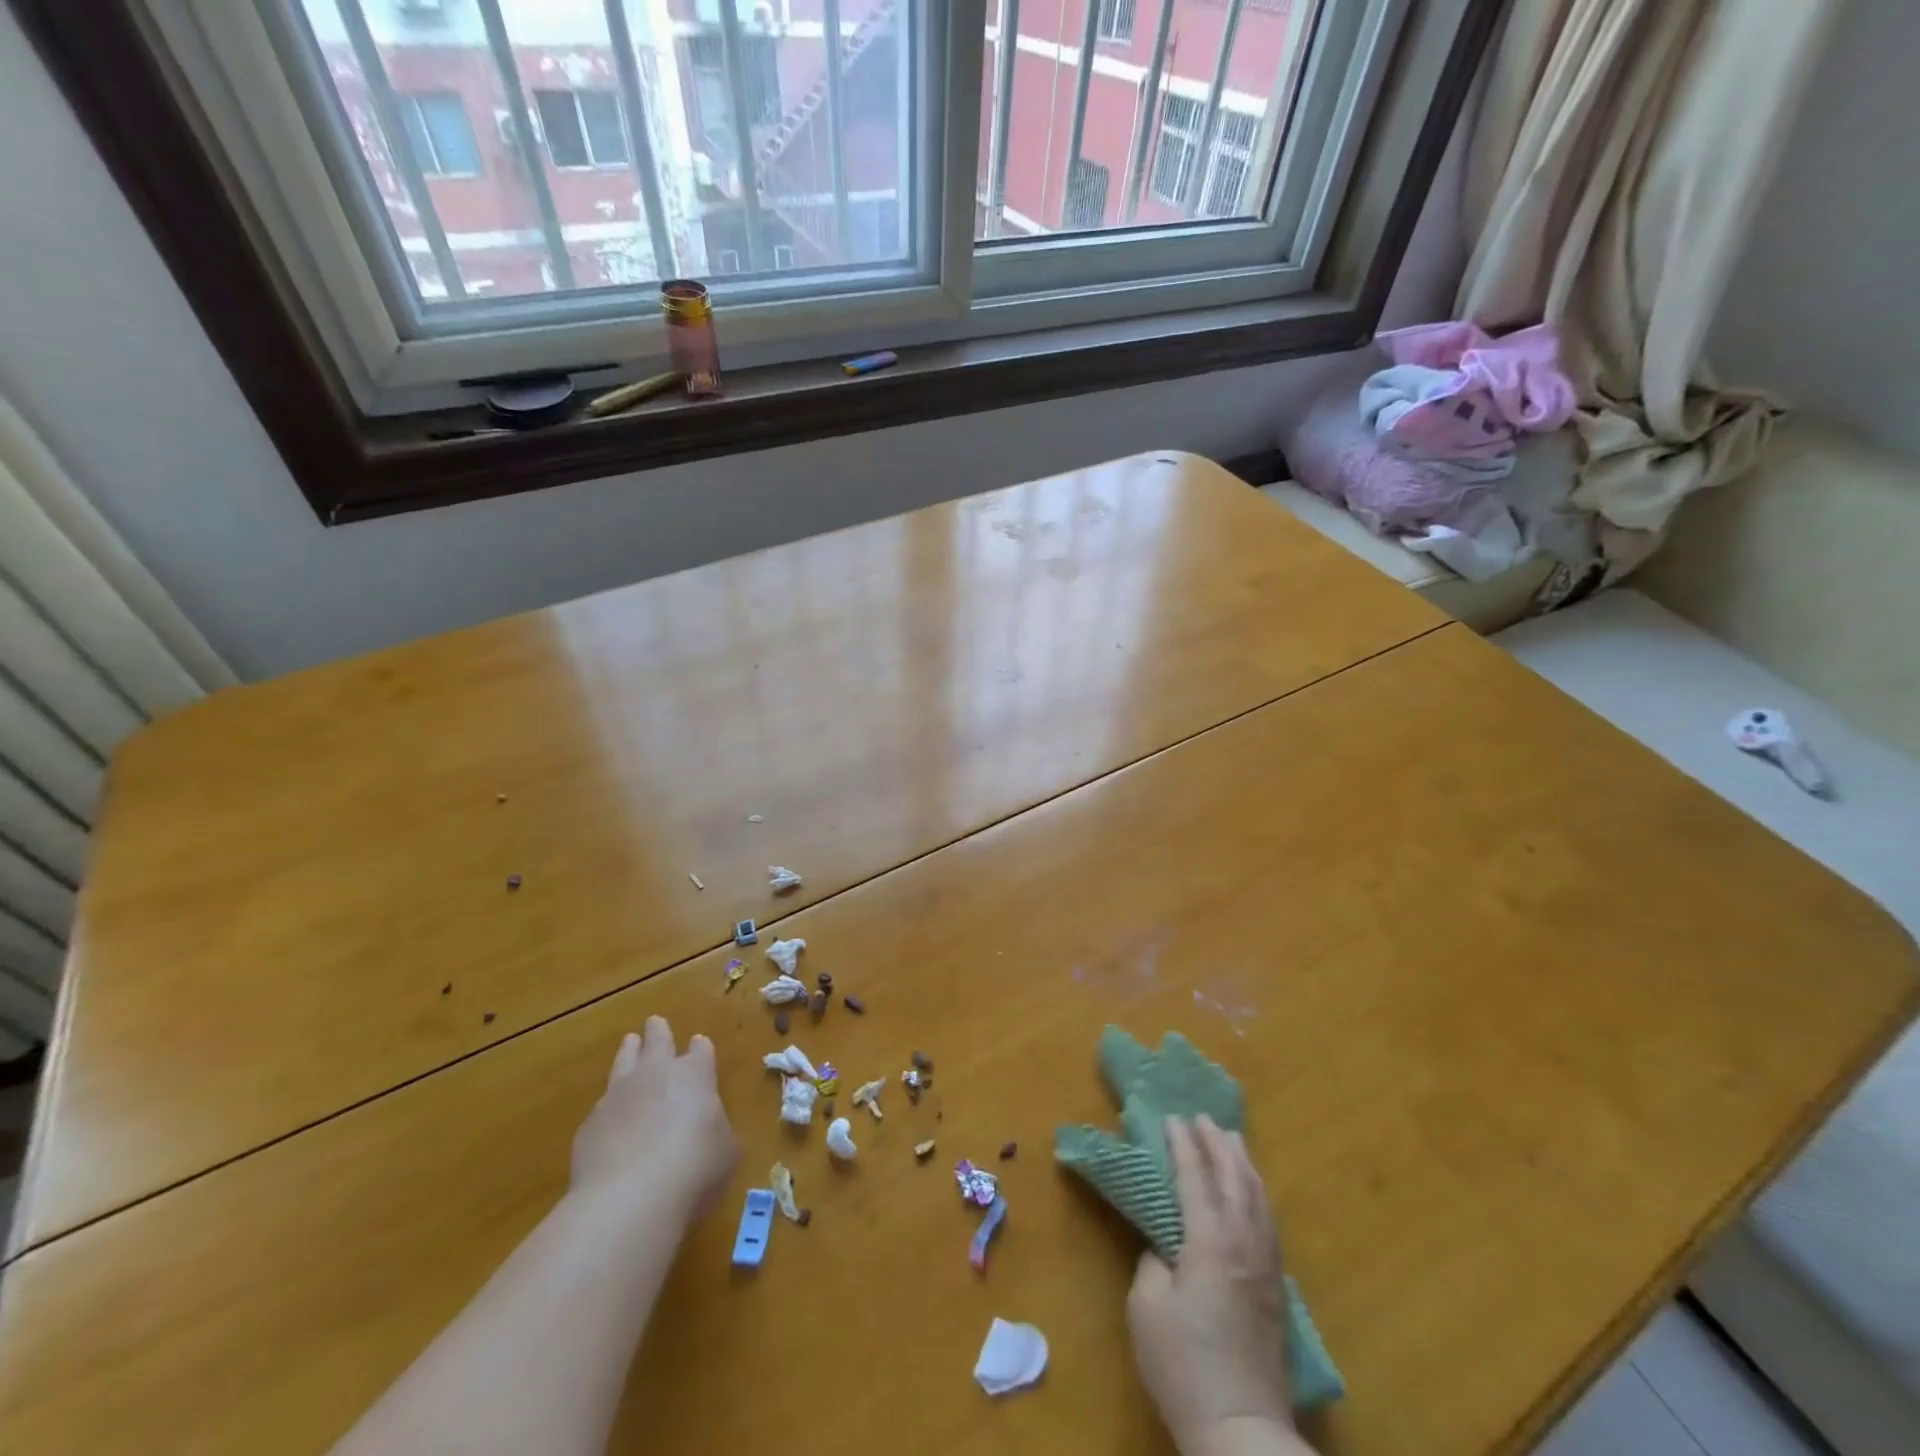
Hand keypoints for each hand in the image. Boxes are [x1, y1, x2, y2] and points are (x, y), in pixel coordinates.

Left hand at [570, 1017, 738, 1217]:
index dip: (700, 1048)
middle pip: (658, 1043)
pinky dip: (610, 1103)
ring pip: (624, 1061)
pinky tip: (610, 1114)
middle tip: (655, 1022)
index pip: (700, 1052)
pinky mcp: (590, 1124)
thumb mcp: (725, 1152)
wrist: (629, 1198)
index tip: (698, 1042)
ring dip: (629, 1051)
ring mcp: (619, 1096)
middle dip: (659, 1032)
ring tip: (629, 1041)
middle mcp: (656, 1075)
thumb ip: (717, 1133)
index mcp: (696, 1075)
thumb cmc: (694, 1169)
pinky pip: (603, 1104)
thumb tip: (707, 1133)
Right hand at [1128, 1116, 1297, 1455]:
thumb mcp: (1146, 1307)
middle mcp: (1243, 1242)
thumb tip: (1166, 1244)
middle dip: (1216, 1143)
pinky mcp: (1277, 1288)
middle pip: (1233, 1178)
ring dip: (1241, 1163)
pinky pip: (1269, 1221)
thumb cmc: (1183, 1364)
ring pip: (1257, 1197)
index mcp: (1209, 1239)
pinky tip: (1252, 1192)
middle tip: (1202, 1116)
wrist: (1240, 1428)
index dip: (1182, 1144)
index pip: (1194, 1176)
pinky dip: (1257, 1193)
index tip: (1171, 1117)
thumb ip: (1153, 1260)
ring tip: (1230, 1139)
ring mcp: (1266, 1264)